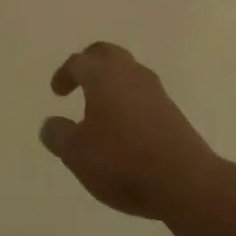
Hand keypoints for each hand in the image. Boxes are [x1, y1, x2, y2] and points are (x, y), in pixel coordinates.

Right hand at [39, 43, 229, 224]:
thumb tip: (49, 124)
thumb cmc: (122, 161)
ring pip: (128, 71)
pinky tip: (126, 125)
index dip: (64, 74)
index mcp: (102, 76)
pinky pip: (143, 93)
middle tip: (79, 79)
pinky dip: (129, 99)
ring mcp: (155, 91)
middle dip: (90, 62)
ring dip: (112, 81)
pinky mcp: (173, 111)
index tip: (57, 91)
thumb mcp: (77, 154)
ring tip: (101, 106)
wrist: (186, 182)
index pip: (79, 62)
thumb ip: (59, 135)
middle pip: (106, 54)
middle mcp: (129, 73)